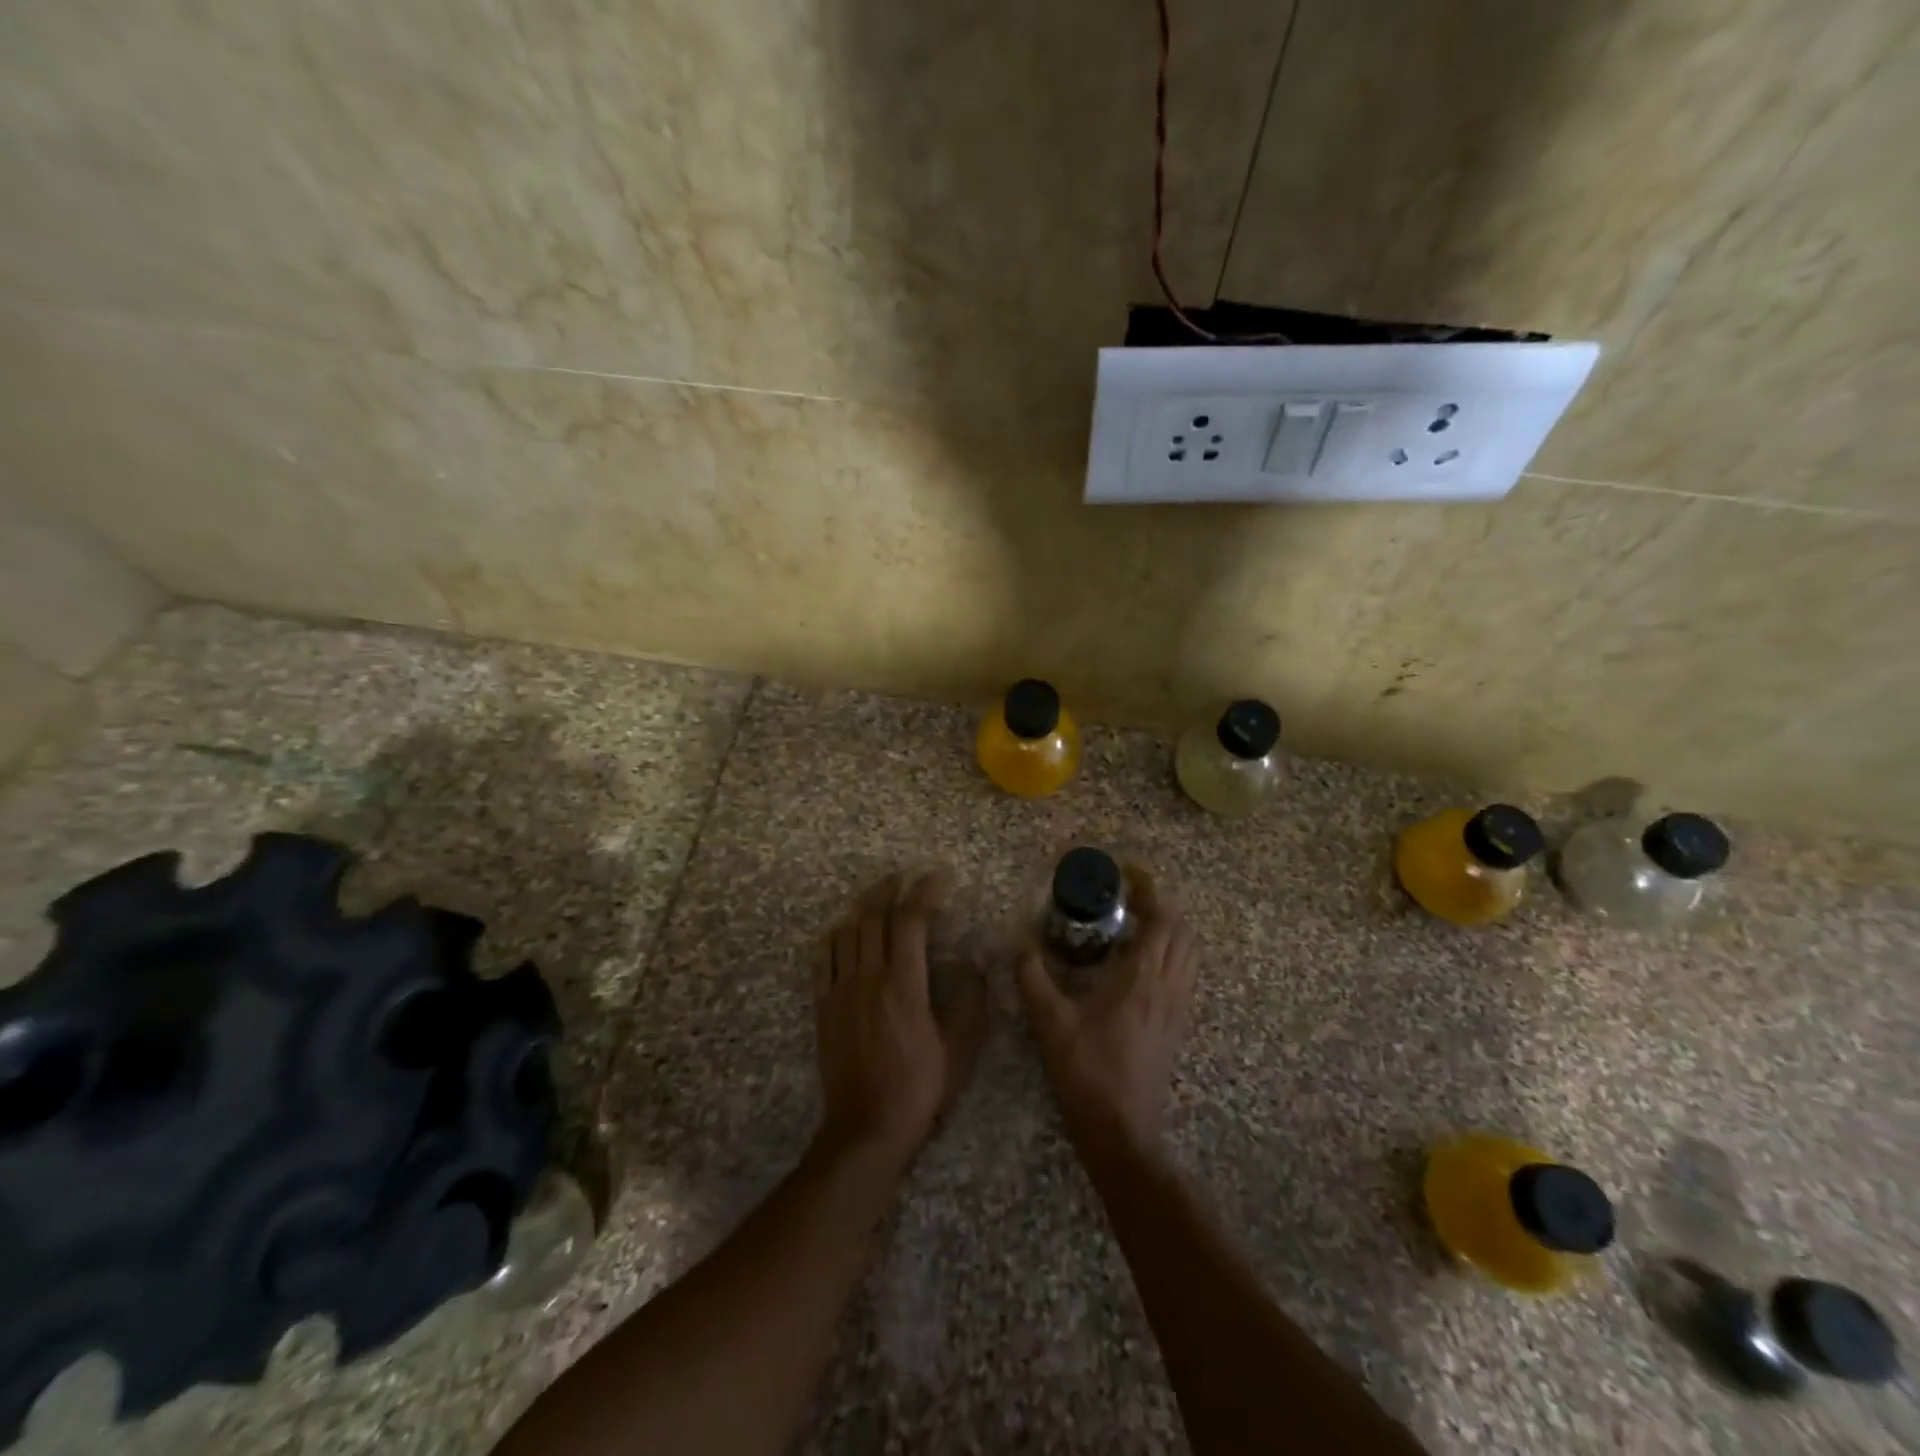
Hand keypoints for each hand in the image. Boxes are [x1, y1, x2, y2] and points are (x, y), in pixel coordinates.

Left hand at [813, 870, 987, 1164]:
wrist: (866, 1127)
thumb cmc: (919, 1087)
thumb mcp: (959, 1049)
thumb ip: (970, 1003)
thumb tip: (976, 967)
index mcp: (904, 983)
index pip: (911, 921)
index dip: (925, 893)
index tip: (937, 878)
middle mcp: (869, 977)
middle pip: (874, 917)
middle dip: (890, 889)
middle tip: (903, 877)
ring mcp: (841, 990)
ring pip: (847, 932)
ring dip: (862, 907)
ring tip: (877, 896)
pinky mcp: (823, 1006)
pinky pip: (823, 958)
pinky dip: (835, 936)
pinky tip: (842, 931)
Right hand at [1017, 868, 1195, 1152]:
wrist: (1121, 1132)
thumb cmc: (1086, 1071)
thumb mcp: (1049, 1022)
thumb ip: (1032, 978)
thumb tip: (1018, 944)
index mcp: (1142, 979)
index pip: (1161, 919)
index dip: (1150, 889)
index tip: (1129, 872)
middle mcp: (1168, 988)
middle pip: (1182, 932)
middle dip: (1161, 904)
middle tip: (1129, 895)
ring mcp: (1177, 1009)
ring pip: (1187, 954)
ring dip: (1170, 929)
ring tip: (1137, 923)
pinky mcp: (1176, 1028)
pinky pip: (1184, 976)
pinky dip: (1171, 955)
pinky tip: (1141, 965)